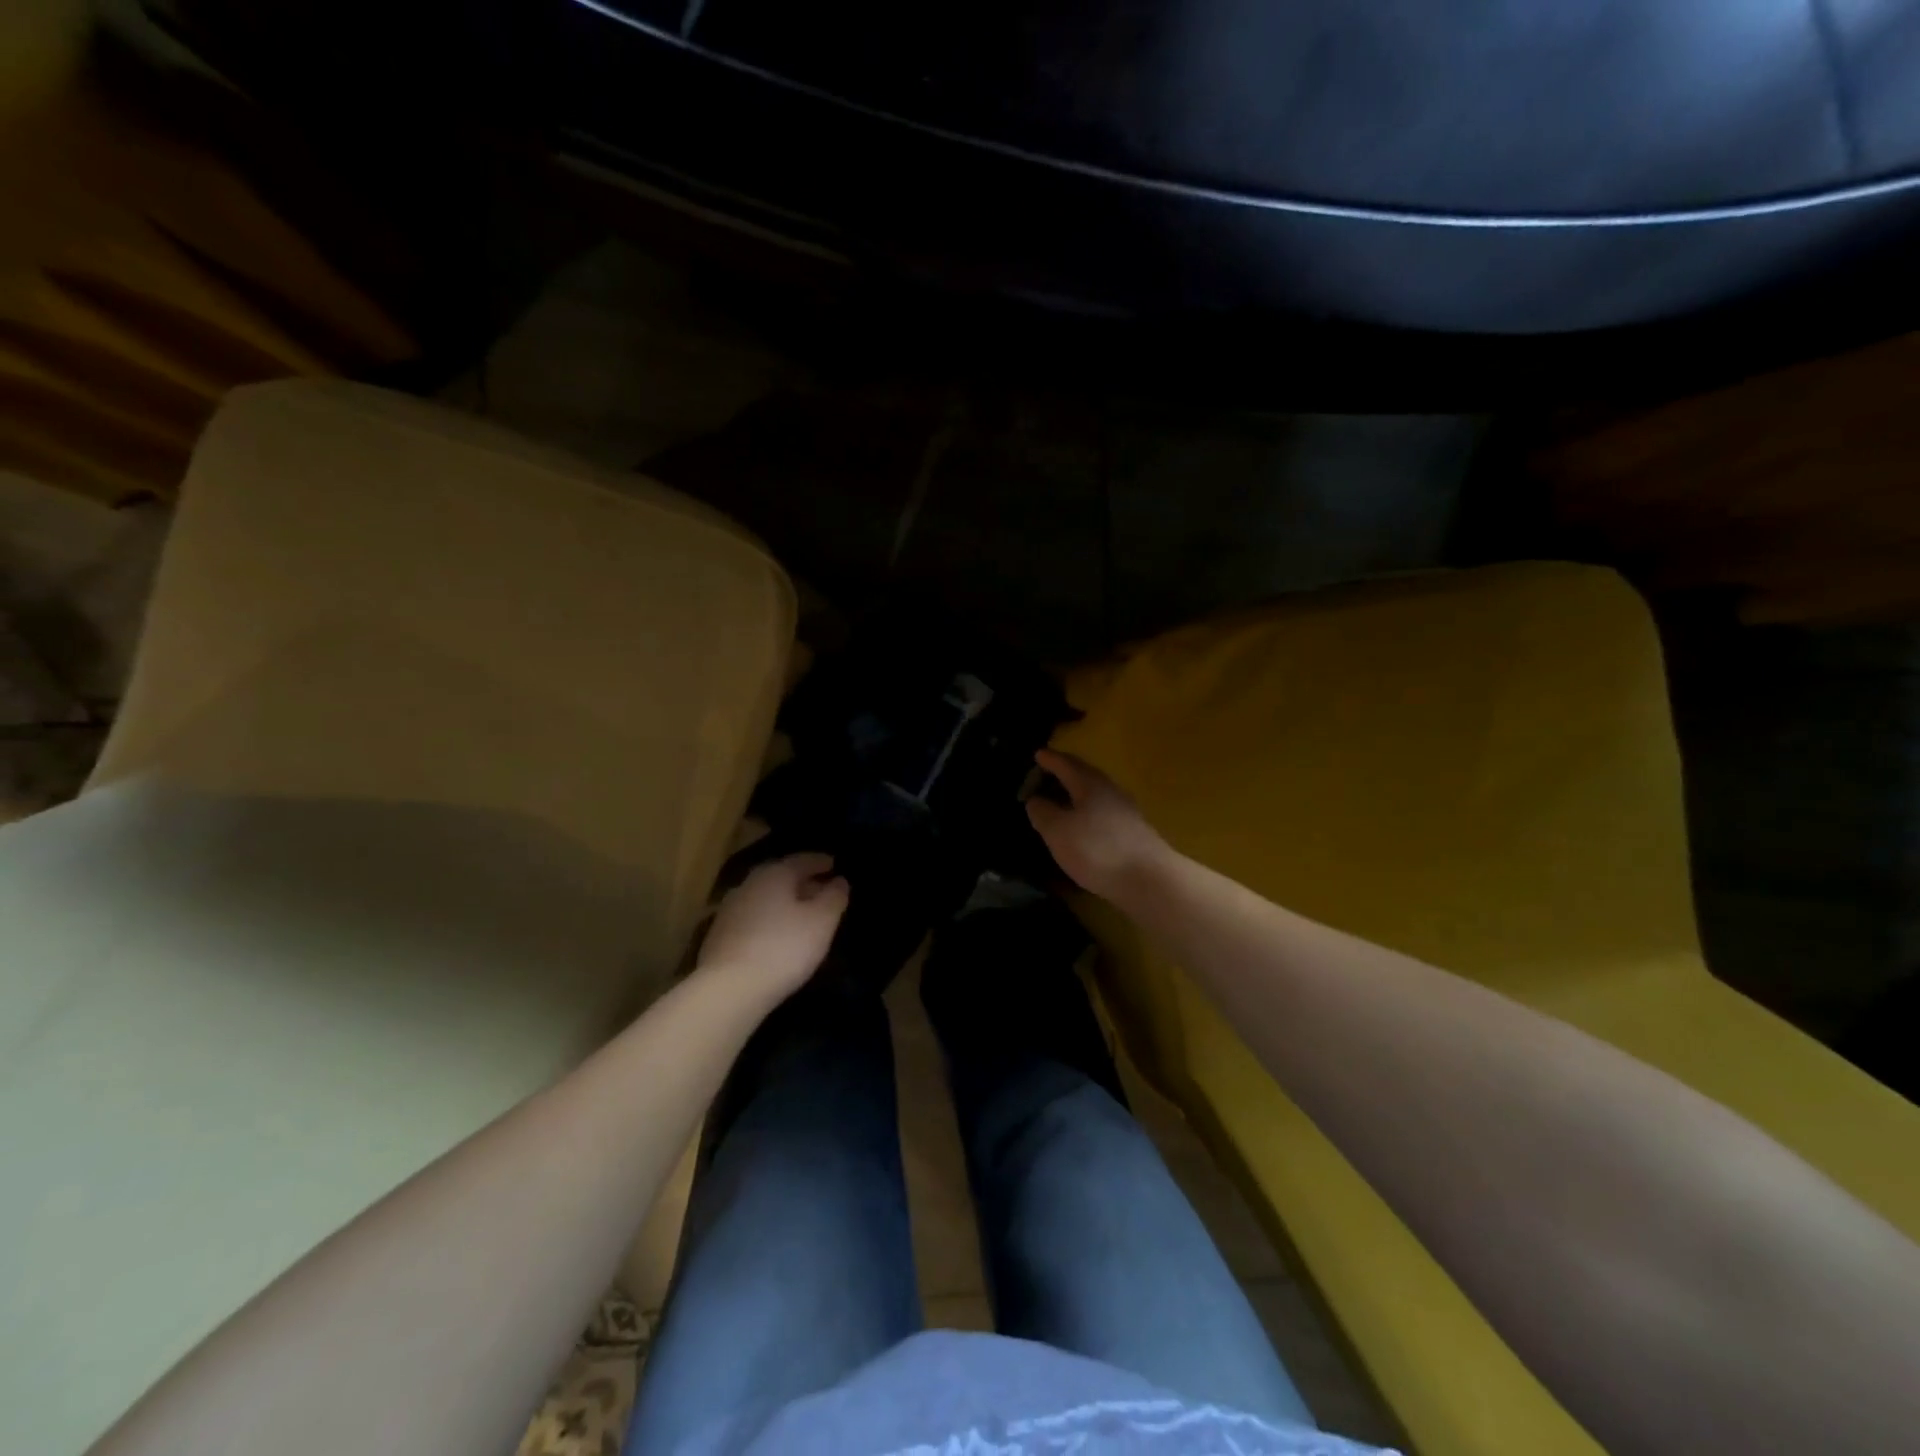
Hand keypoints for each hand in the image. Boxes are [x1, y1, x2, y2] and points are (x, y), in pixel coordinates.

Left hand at [697, 853, 848, 1002]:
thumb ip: (834, 898)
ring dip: (785, 902)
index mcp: (774, 874)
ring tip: (803, 914)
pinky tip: (778, 935)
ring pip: (765, 898)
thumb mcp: (822, 921)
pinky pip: (753, 918)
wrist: (729, 989)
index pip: (802, 860)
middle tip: (822, 889)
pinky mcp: (719, 936)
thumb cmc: (783, 948)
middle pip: (781, 877)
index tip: (834, 864)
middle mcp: (749, 884)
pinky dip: (770, 919)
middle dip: (803, 881)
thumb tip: (839, 882)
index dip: (820, 862)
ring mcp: (730, 910)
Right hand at [1026, 750, 1170, 900]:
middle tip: (1048, 772)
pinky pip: (1104, 811)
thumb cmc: (1097, 850)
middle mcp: (1110, 791)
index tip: (1037, 753)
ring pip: (1096, 793)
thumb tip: (1035, 799)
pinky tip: (1083, 824)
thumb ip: (1043, 812)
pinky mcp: (1133, 832)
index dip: (1050, 759)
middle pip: (1085, 774)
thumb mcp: (1058, 831)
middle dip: (1065, 771)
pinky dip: (1088, 810)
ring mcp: (1126, 811)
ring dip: (1077, 792)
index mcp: (1089, 784)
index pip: (1066, 764)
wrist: (1150, 879)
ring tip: (1062, 798)